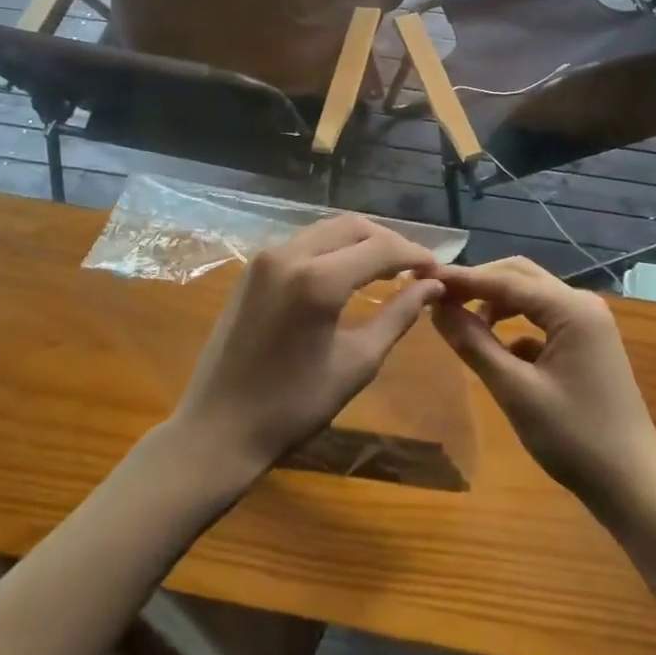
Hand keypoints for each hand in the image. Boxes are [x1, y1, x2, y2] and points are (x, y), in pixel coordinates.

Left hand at [169, 216, 442, 482]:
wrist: (218, 428)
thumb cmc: (293, 406)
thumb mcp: (356, 363)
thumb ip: (397, 316)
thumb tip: (431, 287)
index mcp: (317, 279)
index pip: (380, 248)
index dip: (414, 254)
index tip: (438, 270)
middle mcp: (290, 254)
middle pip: (354, 226)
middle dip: (389, 241)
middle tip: (415, 267)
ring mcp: (266, 256)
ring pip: (327, 228)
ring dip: (361, 240)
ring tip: (388, 266)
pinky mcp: (253, 267)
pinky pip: (304, 241)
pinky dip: (334, 247)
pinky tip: (349, 270)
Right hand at [430, 258, 655, 522]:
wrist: (635, 486)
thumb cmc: (575, 439)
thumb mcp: (516, 391)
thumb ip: (474, 344)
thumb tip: (437, 308)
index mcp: (571, 308)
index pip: (505, 280)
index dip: (462, 279)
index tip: (422, 277)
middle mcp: (581, 304)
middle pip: (519, 277)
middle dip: (478, 284)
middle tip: (436, 295)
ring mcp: (587, 323)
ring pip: (530, 297)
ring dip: (495, 303)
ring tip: (459, 321)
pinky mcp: (586, 344)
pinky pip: (542, 321)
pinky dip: (514, 327)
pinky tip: (496, 352)